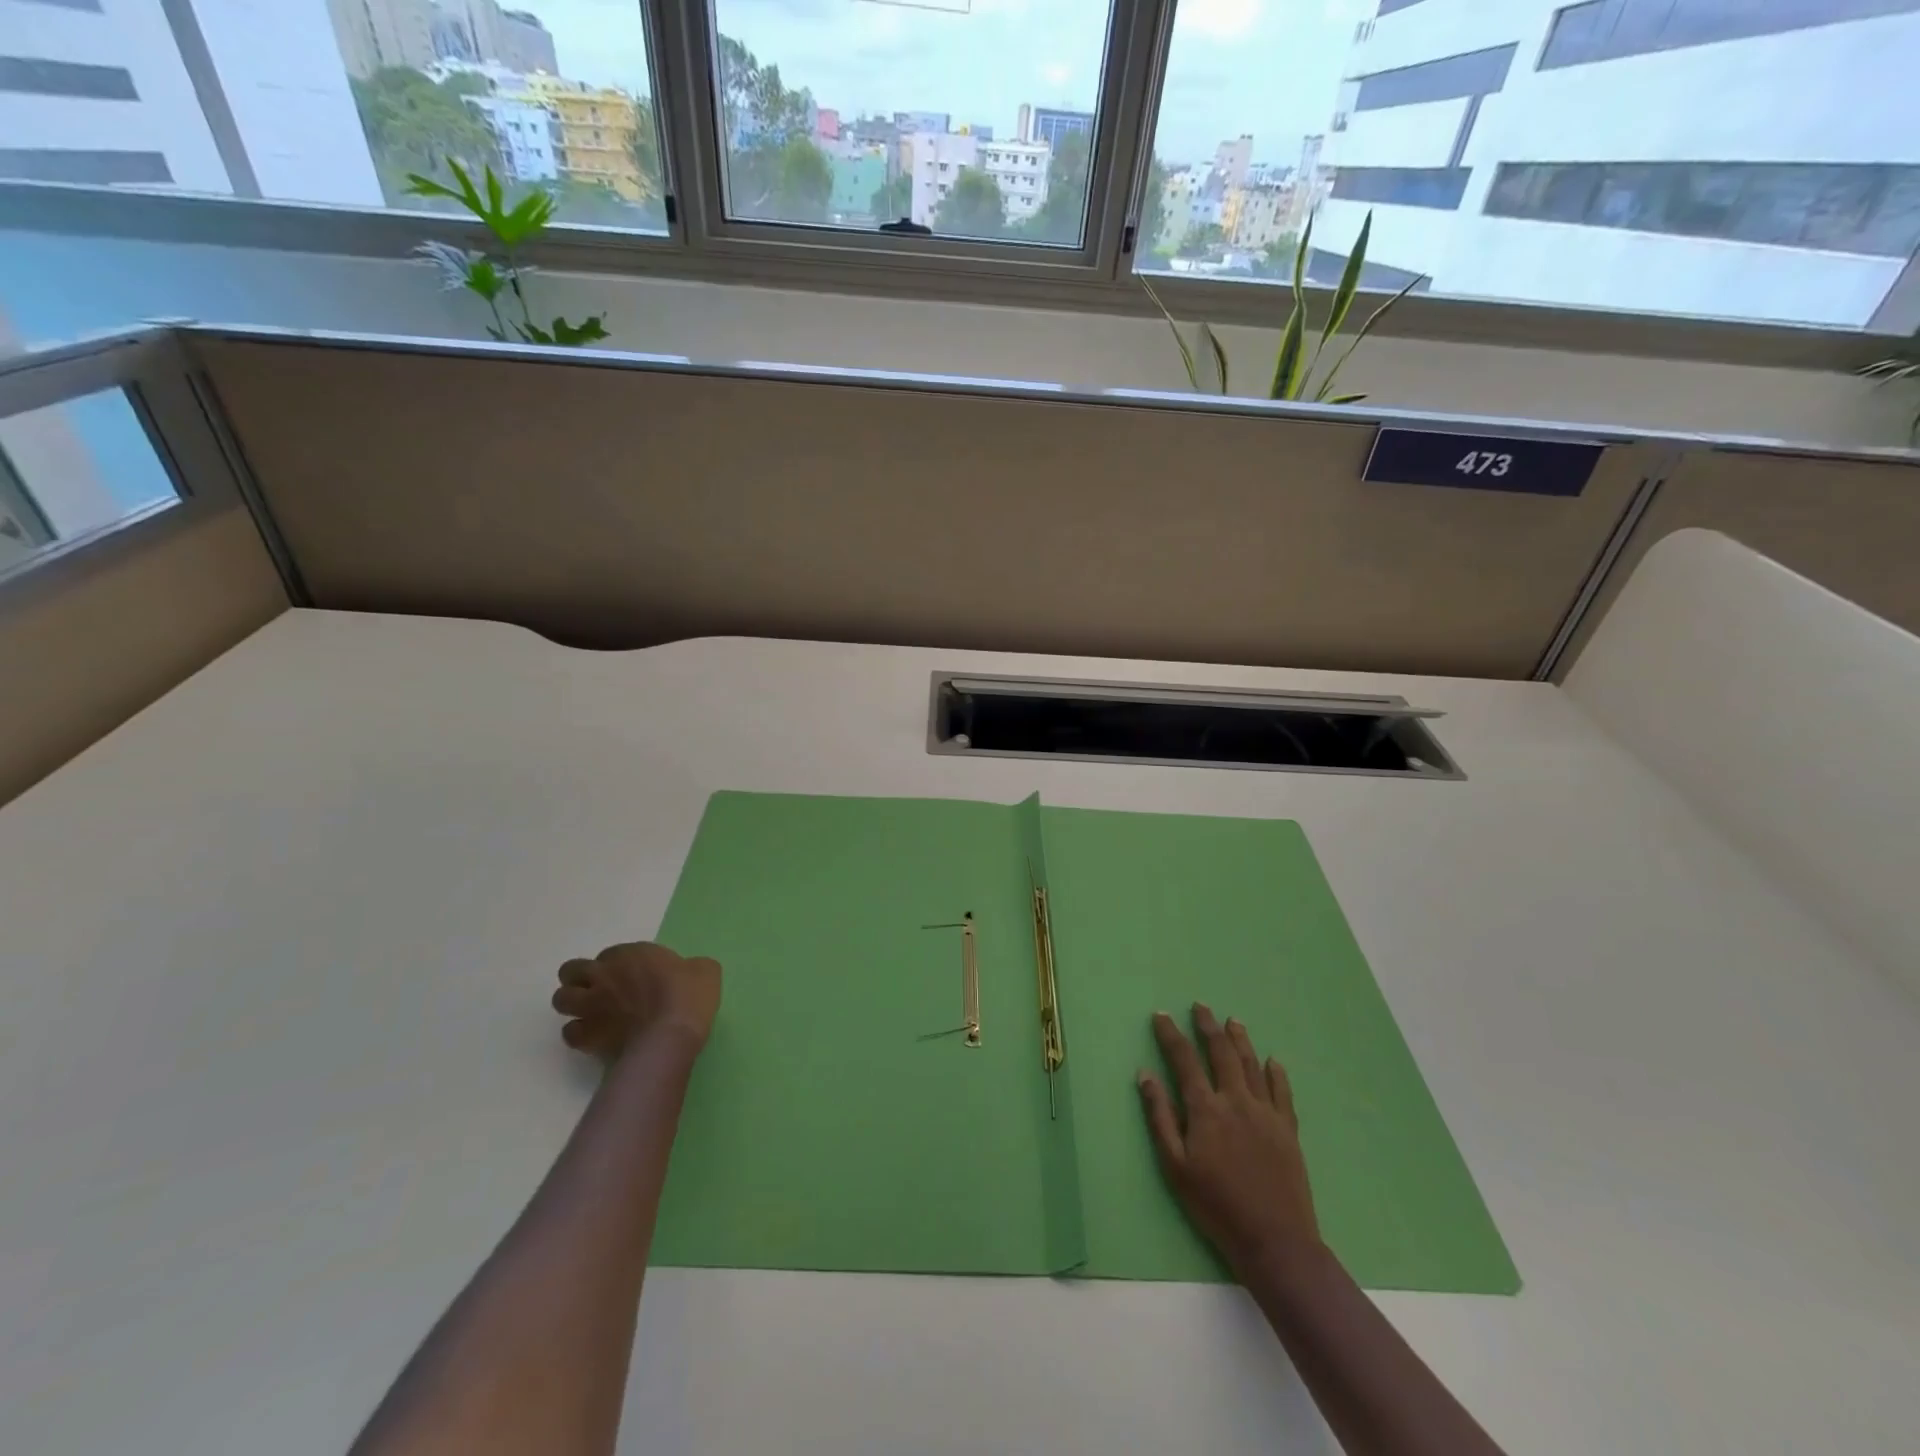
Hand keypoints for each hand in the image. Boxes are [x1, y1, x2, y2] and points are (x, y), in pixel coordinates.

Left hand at [551, 942, 721, 1057]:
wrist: (670, 1035)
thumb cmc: (689, 996)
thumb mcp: (705, 970)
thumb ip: (692, 966)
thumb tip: (690, 971)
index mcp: (631, 954)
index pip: (610, 954)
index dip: (618, 964)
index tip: (633, 976)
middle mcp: (604, 975)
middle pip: (572, 970)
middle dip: (581, 978)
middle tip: (601, 990)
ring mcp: (591, 1006)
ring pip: (561, 999)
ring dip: (573, 1004)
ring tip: (592, 1013)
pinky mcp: (586, 1036)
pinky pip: (569, 1032)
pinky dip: (578, 1033)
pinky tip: (594, 1036)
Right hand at [1139, 1003, 1320, 1279]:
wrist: (1274, 1241)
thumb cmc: (1215, 1205)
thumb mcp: (1175, 1166)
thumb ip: (1160, 1116)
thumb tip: (1145, 1074)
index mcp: (1205, 1109)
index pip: (1184, 1059)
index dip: (1171, 1034)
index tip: (1161, 1015)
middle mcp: (1236, 1101)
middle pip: (1221, 1052)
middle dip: (1208, 1026)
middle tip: (1200, 1007)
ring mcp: (1266, 1113)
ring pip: (1252, 1064)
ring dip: (1240, 1039)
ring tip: (1232, 1021)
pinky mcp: (1288, 1130)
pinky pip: (1282, 1092)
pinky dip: (1276, 1073)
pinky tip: (1273, 1061)